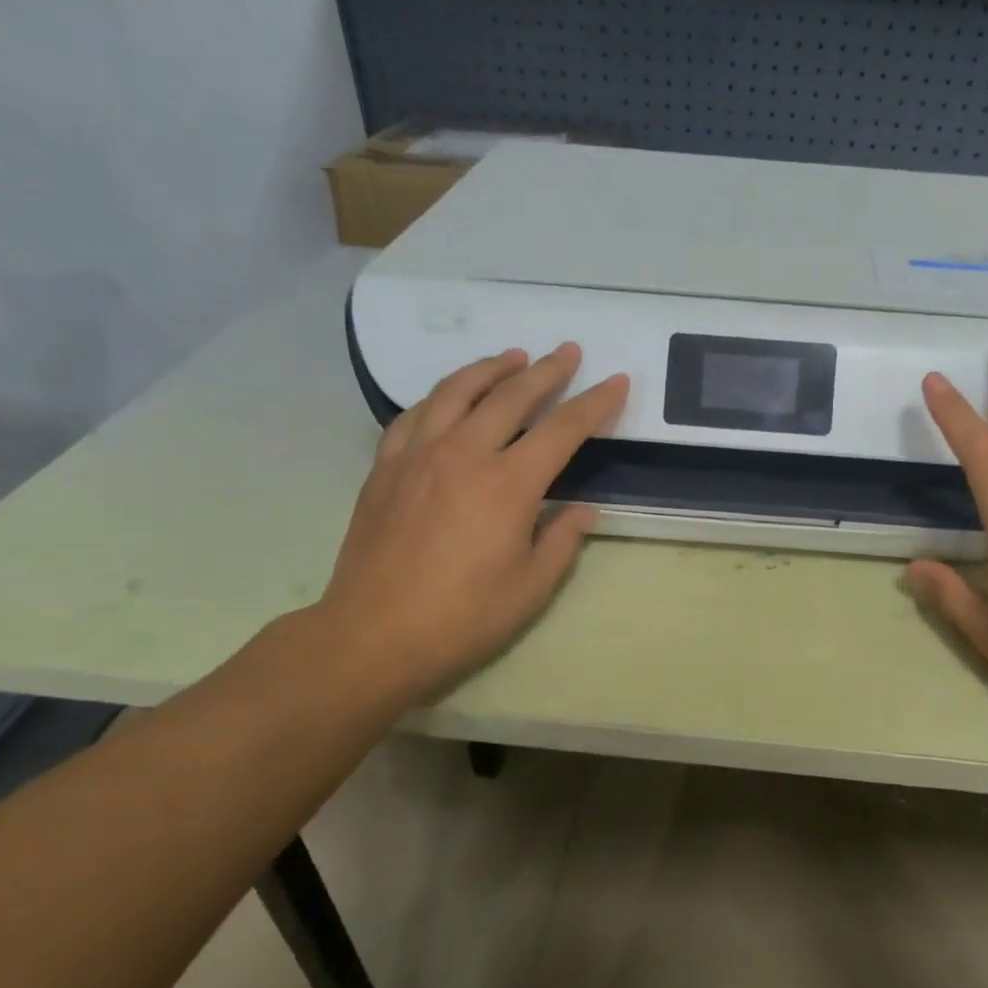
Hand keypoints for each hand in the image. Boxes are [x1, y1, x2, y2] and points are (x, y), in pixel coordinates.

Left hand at [313, 343, 627, 702]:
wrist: (372, 636)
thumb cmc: (462, 618)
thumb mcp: (531, 588)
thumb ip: (562, 541)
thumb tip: (580, 511)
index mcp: (508, 485)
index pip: (563, 429)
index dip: (595, 403)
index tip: (616, 381)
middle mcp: (464, 455)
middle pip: (512, 396)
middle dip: (547, 371)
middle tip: (568, 351)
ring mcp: (418, 456)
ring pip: (457, 391)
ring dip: (491, 369)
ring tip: (512, 356)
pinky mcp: (385, 468)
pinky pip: (415, 415)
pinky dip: (440, 396)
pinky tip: (450, 396)